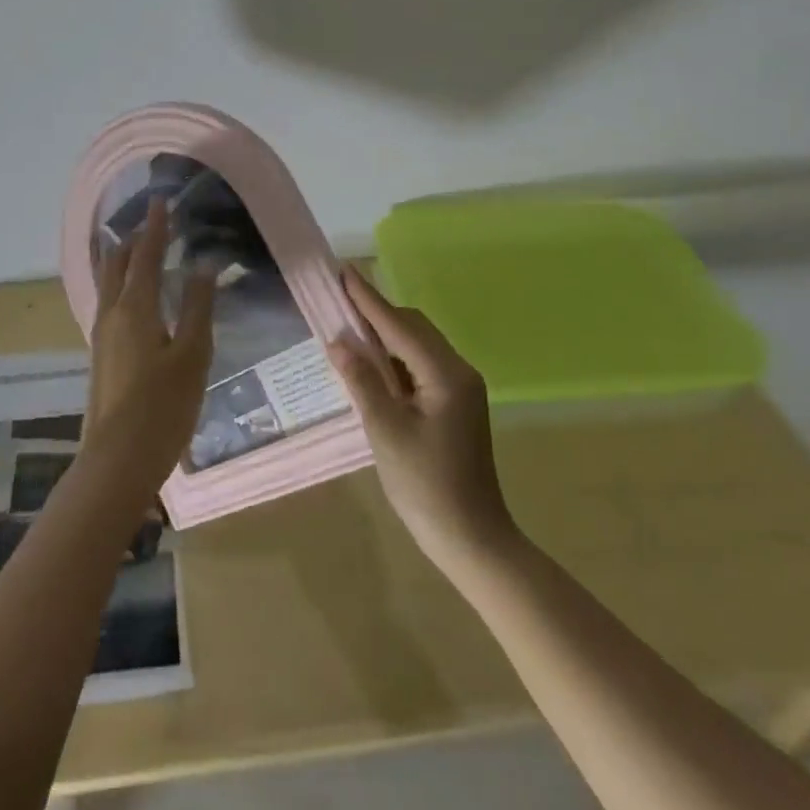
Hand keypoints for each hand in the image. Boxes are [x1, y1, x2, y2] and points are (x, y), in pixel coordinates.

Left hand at [81, 199, 215, 498]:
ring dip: (121, 259)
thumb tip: (202, 265)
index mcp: (134, 308)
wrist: (118, 460)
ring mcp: (101, 336)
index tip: (162, 201)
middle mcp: (111, 314)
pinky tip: (132, 296)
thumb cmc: (162, 406)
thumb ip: (197, 307)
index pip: (144, 254)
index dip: (155, 227)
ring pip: (108, 283)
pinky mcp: (101, 355)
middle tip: (151, 222)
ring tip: (136, 247)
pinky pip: (108, 302)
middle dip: (132, 239)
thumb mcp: (192, 355)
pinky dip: (119, 284)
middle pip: (116, 264)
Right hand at [328, 267, 516, 571]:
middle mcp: (458, 372)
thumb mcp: (385, 431)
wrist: (471, 537)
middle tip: (338, 302)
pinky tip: (372, 365)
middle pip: (414, 328)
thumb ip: (362, 381)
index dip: (368, 299)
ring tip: (348, 328)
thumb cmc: (424, 485)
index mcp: (445, 374)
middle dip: (377, 313)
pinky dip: (395, 358)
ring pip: (418, 346)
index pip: (399, 325)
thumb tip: (339, 342)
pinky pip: (422, 366)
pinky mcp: (455, 404)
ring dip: (385, 335)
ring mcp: (460, 388)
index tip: (344, 272)